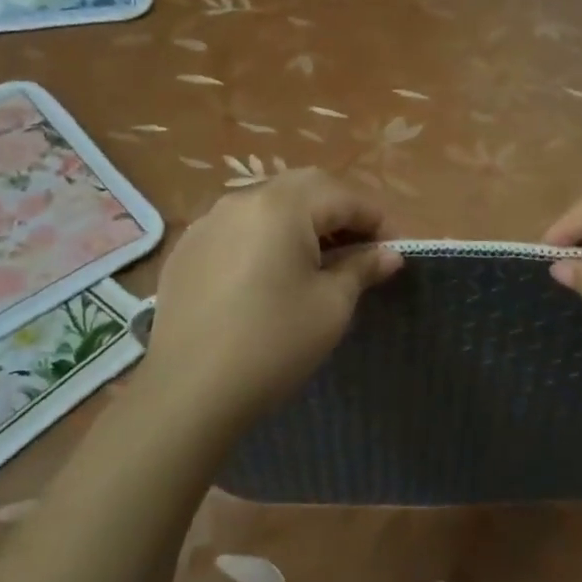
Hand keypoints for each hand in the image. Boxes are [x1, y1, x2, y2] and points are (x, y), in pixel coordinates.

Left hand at [141, 169, 401, 417]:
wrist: (189, 392)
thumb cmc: (274, 343)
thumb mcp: (331, 306)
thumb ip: (362, 269)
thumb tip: (390, 254)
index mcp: (282, 206)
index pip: (342, 197)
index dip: (375, 220)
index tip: (394, 249)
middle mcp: (241, 200)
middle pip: (304, 189)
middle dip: (338, 211)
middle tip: (360, 248)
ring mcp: (208, 223)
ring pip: (268, 204)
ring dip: (301, 221)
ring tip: (318, 260)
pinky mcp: (186, 250)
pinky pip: (237, 227)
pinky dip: (264, 237)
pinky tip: (270, 274)